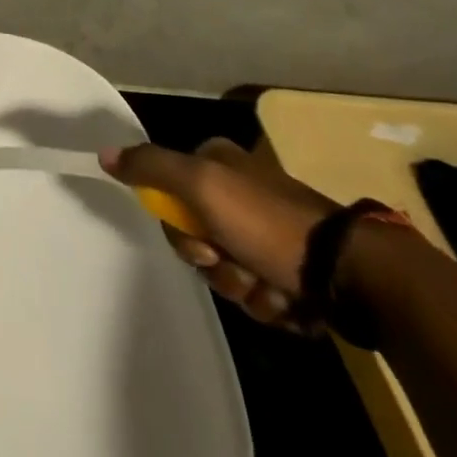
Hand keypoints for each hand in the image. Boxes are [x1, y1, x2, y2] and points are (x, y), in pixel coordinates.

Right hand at [101, 138, 338, 331]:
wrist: (352, 273)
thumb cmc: (268, 223)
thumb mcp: (201, 185)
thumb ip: (151, 168)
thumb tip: (103, 153)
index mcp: (220, 163)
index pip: (171, 195)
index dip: (180, 227)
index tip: (202, 242)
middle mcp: (241, 191)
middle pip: (198, 238)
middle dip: (216, 265)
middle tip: (238, 267)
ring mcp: (269, 232)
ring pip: (228, 271)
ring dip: (245, 289)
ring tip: (273, 290)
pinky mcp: (294, 270)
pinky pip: (260, 293)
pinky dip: (271, 303)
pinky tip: (291, 302)